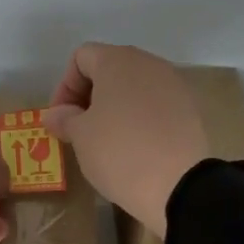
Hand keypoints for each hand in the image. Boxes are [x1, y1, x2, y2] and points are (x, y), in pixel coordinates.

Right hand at [42, 43, 209, 236]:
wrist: (178, 185)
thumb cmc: (119, 152)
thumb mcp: (81, 137)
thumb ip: (64, 119)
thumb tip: (54, 114)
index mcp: (118, 61)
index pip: (81, 58)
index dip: (64, 86)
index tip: (62, 119)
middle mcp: (149, 64)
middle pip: (110, 69)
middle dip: (89, 96)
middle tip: (80, 130)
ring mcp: (174, 85)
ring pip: (134, 88)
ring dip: (115, 108)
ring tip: (106, 141)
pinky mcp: (189, 110)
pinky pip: (155, 106)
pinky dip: (139, 119)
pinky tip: (135, 147)